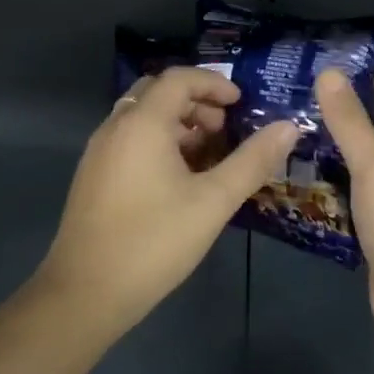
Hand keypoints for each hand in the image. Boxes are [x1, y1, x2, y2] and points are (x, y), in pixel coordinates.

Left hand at [39, 67, 298, 336]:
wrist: (85, 294)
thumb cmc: (154, 241)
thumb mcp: (214, 201)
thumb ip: (252, 161)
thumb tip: (289, 127)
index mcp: (142, 124)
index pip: (179, 78)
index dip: (214, 83)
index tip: (241, 104)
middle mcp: (115, 127)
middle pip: (157, 92)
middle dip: (196, 101)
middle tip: (225, 128)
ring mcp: (99, 152)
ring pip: (142, 117)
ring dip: (177, 123)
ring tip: (208, 155)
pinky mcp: (93, 177)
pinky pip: (129, 140)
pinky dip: (158, 142)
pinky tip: (179, 179)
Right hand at [314, 67, 373, 346]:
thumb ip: (351, 121)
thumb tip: (329, 73)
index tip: (350, 75)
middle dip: (351, 116)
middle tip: (306, 108)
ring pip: (367, 166)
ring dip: (337, 154)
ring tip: (294, 142)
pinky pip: (355, 199)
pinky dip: (333, 189)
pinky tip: (301, 187)